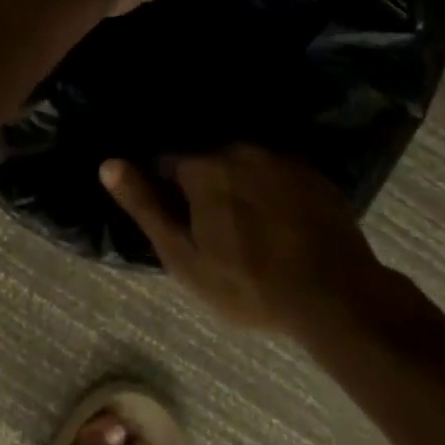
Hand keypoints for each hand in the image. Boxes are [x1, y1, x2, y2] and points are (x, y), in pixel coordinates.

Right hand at [100, 145, 405, 334]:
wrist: (336, 296)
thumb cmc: (248, 283)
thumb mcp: (183, 255)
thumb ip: (145, 205)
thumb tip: (109, 164)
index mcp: (203, 166)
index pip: (166, 163)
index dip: (165, 190)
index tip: (177, 219)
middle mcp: (240, 148)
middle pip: (206, 161)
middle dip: (202, 186)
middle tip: (213, 228)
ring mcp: (281, 157)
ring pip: (243, 164)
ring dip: (238, 185)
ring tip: (248, 223)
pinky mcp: (313, 172)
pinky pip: (276, 172)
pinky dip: (270, 189)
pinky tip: (279, 220)